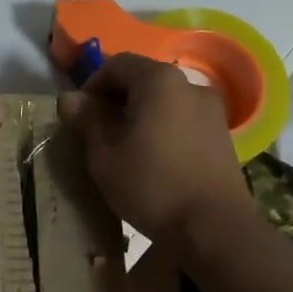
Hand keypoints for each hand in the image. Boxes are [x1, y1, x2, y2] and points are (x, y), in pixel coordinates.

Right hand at [57, 53, 251, 242]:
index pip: (117, 64)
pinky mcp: (223, 136)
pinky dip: (164, 129)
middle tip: (98, 134)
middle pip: (144, 80)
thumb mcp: (104, 154)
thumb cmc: (151, 184)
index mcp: (158, 80)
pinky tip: (155, 161)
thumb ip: (87, 120)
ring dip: (141, 116)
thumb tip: (70, 98)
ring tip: (126, 149)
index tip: (80, 115)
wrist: (214, 227)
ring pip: (165, 102)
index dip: (92, 85)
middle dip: (117, 100)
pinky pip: (183, 120)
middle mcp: (190, 85)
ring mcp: (212, 110)